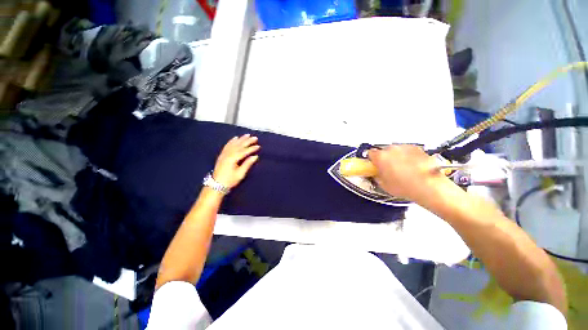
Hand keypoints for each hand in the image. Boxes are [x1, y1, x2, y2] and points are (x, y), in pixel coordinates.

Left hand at [213, 134, 259, 188]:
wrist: (217, 185)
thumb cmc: (230, 180)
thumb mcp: (240, 174)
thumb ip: (247, 164)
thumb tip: (255, 157)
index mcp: (233, 159)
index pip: (244, 151)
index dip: (252, 148)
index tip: (258, 146)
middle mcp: (228, 154)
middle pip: (239, 145)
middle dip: (247, 141)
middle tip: (255, 138)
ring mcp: (224, 154)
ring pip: (233, 144)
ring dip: (241, 139)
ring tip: (247, 135)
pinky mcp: (222, 155)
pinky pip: (227, 145)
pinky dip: (232, 141)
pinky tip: (235, 138)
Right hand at [367, 144, 448, 201]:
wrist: (429, 186)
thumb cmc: (405, 186)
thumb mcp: (384, 185)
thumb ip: (377, 176)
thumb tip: (377, 174)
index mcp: (380, 157)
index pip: (370, 153)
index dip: (371, 159)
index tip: (374, 164)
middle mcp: (391, 149)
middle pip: (383, 150)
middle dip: (384, 158)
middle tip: (388, 168)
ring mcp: (404, 147)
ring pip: (395, 150)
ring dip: (396, 156)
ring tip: (402, 168)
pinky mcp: (417, 148)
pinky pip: (407, 151)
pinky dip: (407, 156)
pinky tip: (412, 166)